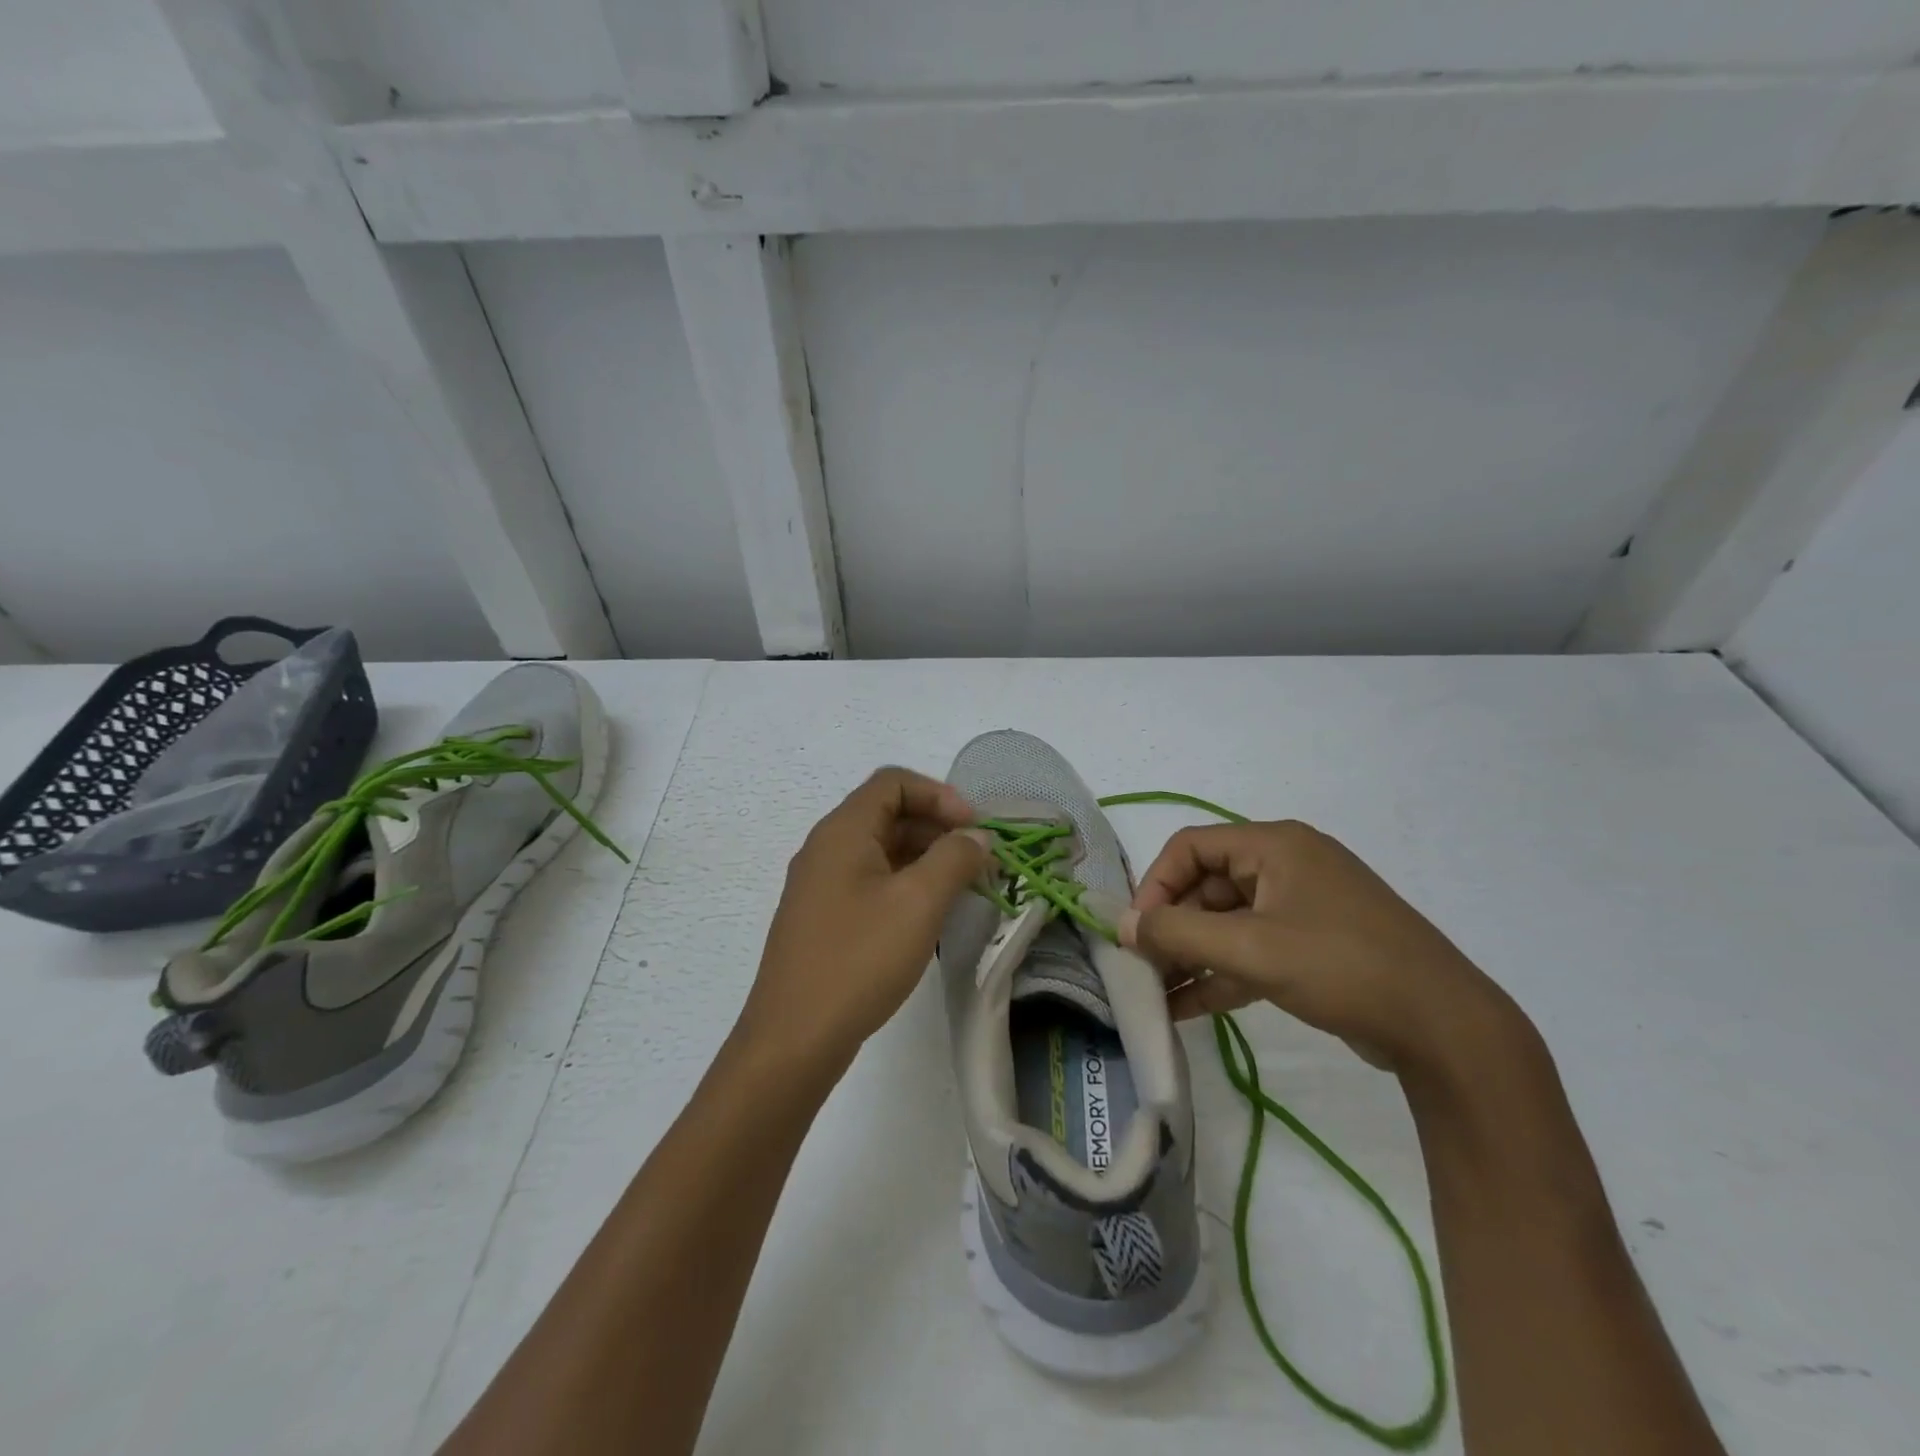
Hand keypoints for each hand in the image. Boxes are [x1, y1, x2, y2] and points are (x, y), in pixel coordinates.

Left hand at [740, 767, 988, 1067]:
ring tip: (964, 888)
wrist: (794, 1038)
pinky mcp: (824, 917)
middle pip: (888, 814)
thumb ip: (954, 859)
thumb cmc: (859, 959)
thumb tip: (977, 837)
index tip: (975, 828)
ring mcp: (821, 885)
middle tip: (979, 861)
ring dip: (925, 858)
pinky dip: (905, 884)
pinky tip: (930, 914)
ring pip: (881, 850)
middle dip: (938, 828)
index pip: (893, 782)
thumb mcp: (918, 903)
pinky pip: (871, 882)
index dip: (940, 795)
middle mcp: (827, 848)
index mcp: (843, 831)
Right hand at [1119, 820, 1525, 1074]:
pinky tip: (1185, 1008)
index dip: (1156, 885)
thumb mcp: (1251, 948)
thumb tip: (1122, 925)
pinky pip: (1251, 951)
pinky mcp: (1312, 949)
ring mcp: (1301, 909)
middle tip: (1142, 968)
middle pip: (1206, 887)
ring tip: (1154, 994)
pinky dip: (1220, 975)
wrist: (1446, 1029)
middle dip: (1171, 928)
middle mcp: (1286, 867)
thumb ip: (1178, 934)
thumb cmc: (1341, 966)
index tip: (1137, 932)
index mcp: (1274, 846)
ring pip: (1227, 924)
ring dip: (1191, 956)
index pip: (1190, 847)